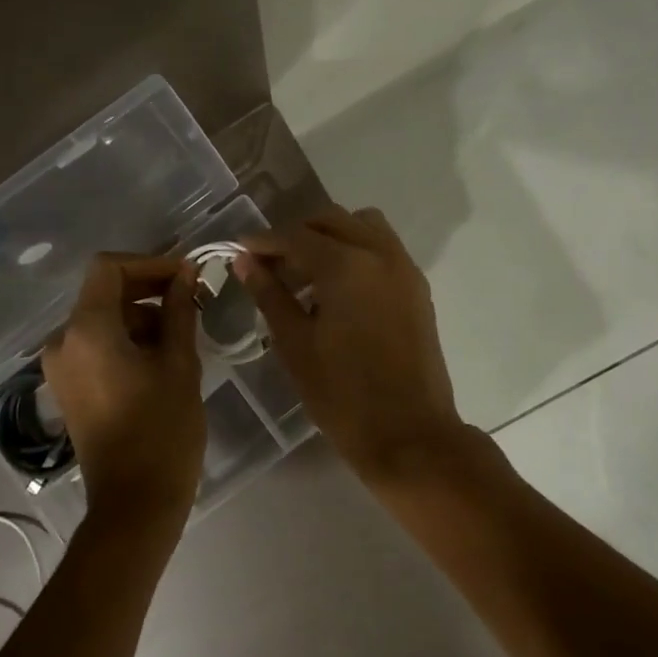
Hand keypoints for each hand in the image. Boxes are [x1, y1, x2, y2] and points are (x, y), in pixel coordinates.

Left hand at [43, 253, 205, 530]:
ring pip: (101, 319)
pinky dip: (125, 339)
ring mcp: (61, 366)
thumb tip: (186, 273)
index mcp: (86, 330)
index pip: (109, 268)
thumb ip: (180, 310)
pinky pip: (95, 345)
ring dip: (140, 316)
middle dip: (148, 289)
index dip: (149, 263)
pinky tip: (160, 356)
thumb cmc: (162, 430)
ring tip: (182, 333)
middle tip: (191, 298)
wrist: (134, 503)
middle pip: (103, 292)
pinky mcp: (68, 386)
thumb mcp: (180, 364)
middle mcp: (63, 341)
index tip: (186, 276)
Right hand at [236, 207, 470, 485]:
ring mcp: (405, 270)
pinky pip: (383, 250)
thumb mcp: (295, 344)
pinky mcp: (417, 289)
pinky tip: (336, 291)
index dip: (264, 242)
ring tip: (306, 275)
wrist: (409, 435)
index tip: (240, 252)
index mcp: (347, 265)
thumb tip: (246, 261)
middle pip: (332, 220)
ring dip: (331, 238)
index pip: (296, 236)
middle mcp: (381, 254)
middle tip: (271, 264)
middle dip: (298, 234)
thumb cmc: (342, 394)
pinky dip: (357, 253)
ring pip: (363, 227)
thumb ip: (270, 294)